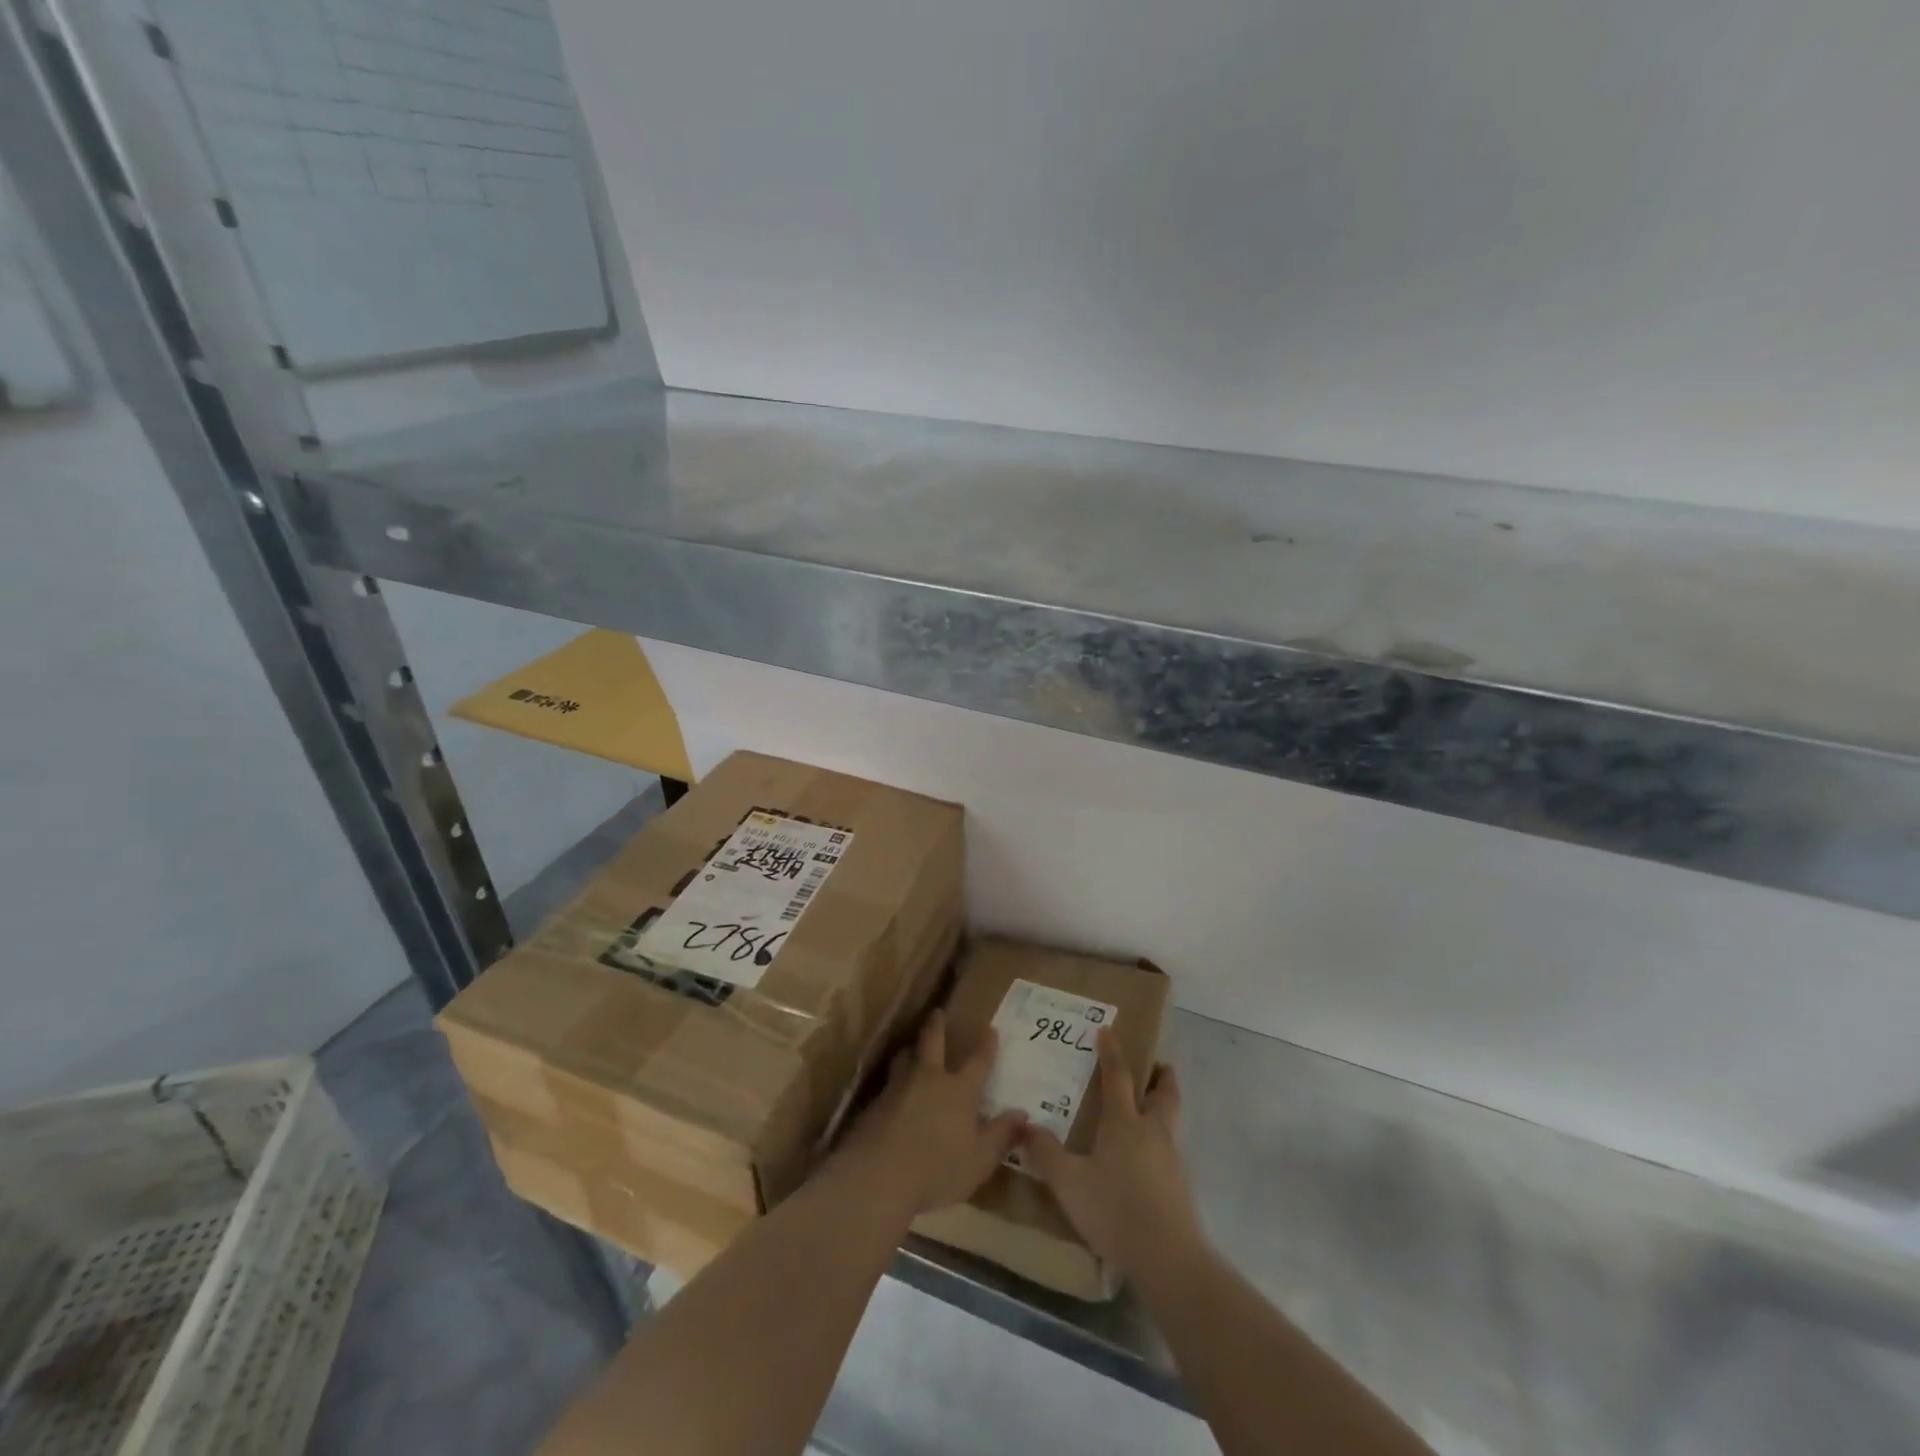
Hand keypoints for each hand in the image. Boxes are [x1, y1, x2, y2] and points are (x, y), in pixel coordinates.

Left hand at [835, 1010, 1026, 1215]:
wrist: (877, 1176)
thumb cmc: (937, 1170)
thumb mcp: (979, 1160)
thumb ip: (1001, 1136)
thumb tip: (1022, 1113)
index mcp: (959, 1090)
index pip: (978, 1061)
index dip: (986, 1046)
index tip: (991, 1029)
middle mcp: (929, 1079)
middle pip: (933, 1042)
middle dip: (937, 1026)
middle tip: (937, 1012)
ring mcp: (898, 1087)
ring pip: (905, 1058)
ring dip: (911, 1050)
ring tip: (912, 1049)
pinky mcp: (874, 1103)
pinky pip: (888, 1083)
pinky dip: (894, 1082)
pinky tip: (893, 1093)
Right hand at [1021, 1030, 1202, 1277]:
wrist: (1168, 1258)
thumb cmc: (1114, 1210)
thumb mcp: (1069, 1183)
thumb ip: (1046, 1153)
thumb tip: (1026, 1125)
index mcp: (1124, 1122)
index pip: (1118, 1076)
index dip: (1112, 1051)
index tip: (1107, 1030)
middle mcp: (1152, 1130)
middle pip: (1164, 1091)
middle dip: (1160, 1075)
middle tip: (1153, 1066)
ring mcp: (1171, 1156)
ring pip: (1172, 1117)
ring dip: (1164, 1104)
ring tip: (1148, 1107)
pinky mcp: (1181, 1182)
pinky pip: (1172, 1145)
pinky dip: (1162, 1137)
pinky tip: (1147, 1156)